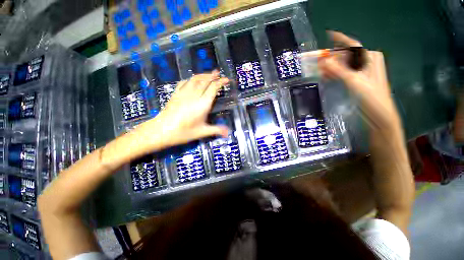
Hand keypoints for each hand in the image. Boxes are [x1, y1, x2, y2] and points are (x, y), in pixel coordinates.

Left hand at [137, 71, 229, 149]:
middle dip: (213, 76)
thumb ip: (216, 130)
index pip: (213, 88)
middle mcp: (194, 96)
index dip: (220, 82)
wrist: (161, 131)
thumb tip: (228, 133)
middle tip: (219, 73)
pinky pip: (184, 82)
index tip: (226, 80)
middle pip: (204, 81)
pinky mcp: (175, 94)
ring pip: (194, 79)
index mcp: (202, 104)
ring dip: (203, 75)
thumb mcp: (202, 132)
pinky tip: (192, 80)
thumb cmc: (183, 132)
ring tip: (209, 74)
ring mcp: (183, 93)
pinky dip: (191, 79)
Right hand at [318, 31, 400, 132]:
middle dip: (331, 59)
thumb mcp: (354, 82)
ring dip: (331, 68)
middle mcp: (366, 62)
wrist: (379, 115)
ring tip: (318, 71)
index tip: (328, 34)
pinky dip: (334, 74)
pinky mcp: (357, 81)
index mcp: (370, 58)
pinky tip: (325, 77)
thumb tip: (324, 60)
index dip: (340, 39)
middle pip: (345, 56)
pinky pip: (343, 74)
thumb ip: (339, 70)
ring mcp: (361, 72)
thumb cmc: (371, 97)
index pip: (352, 46)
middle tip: (316, 62)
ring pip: (342, 66)